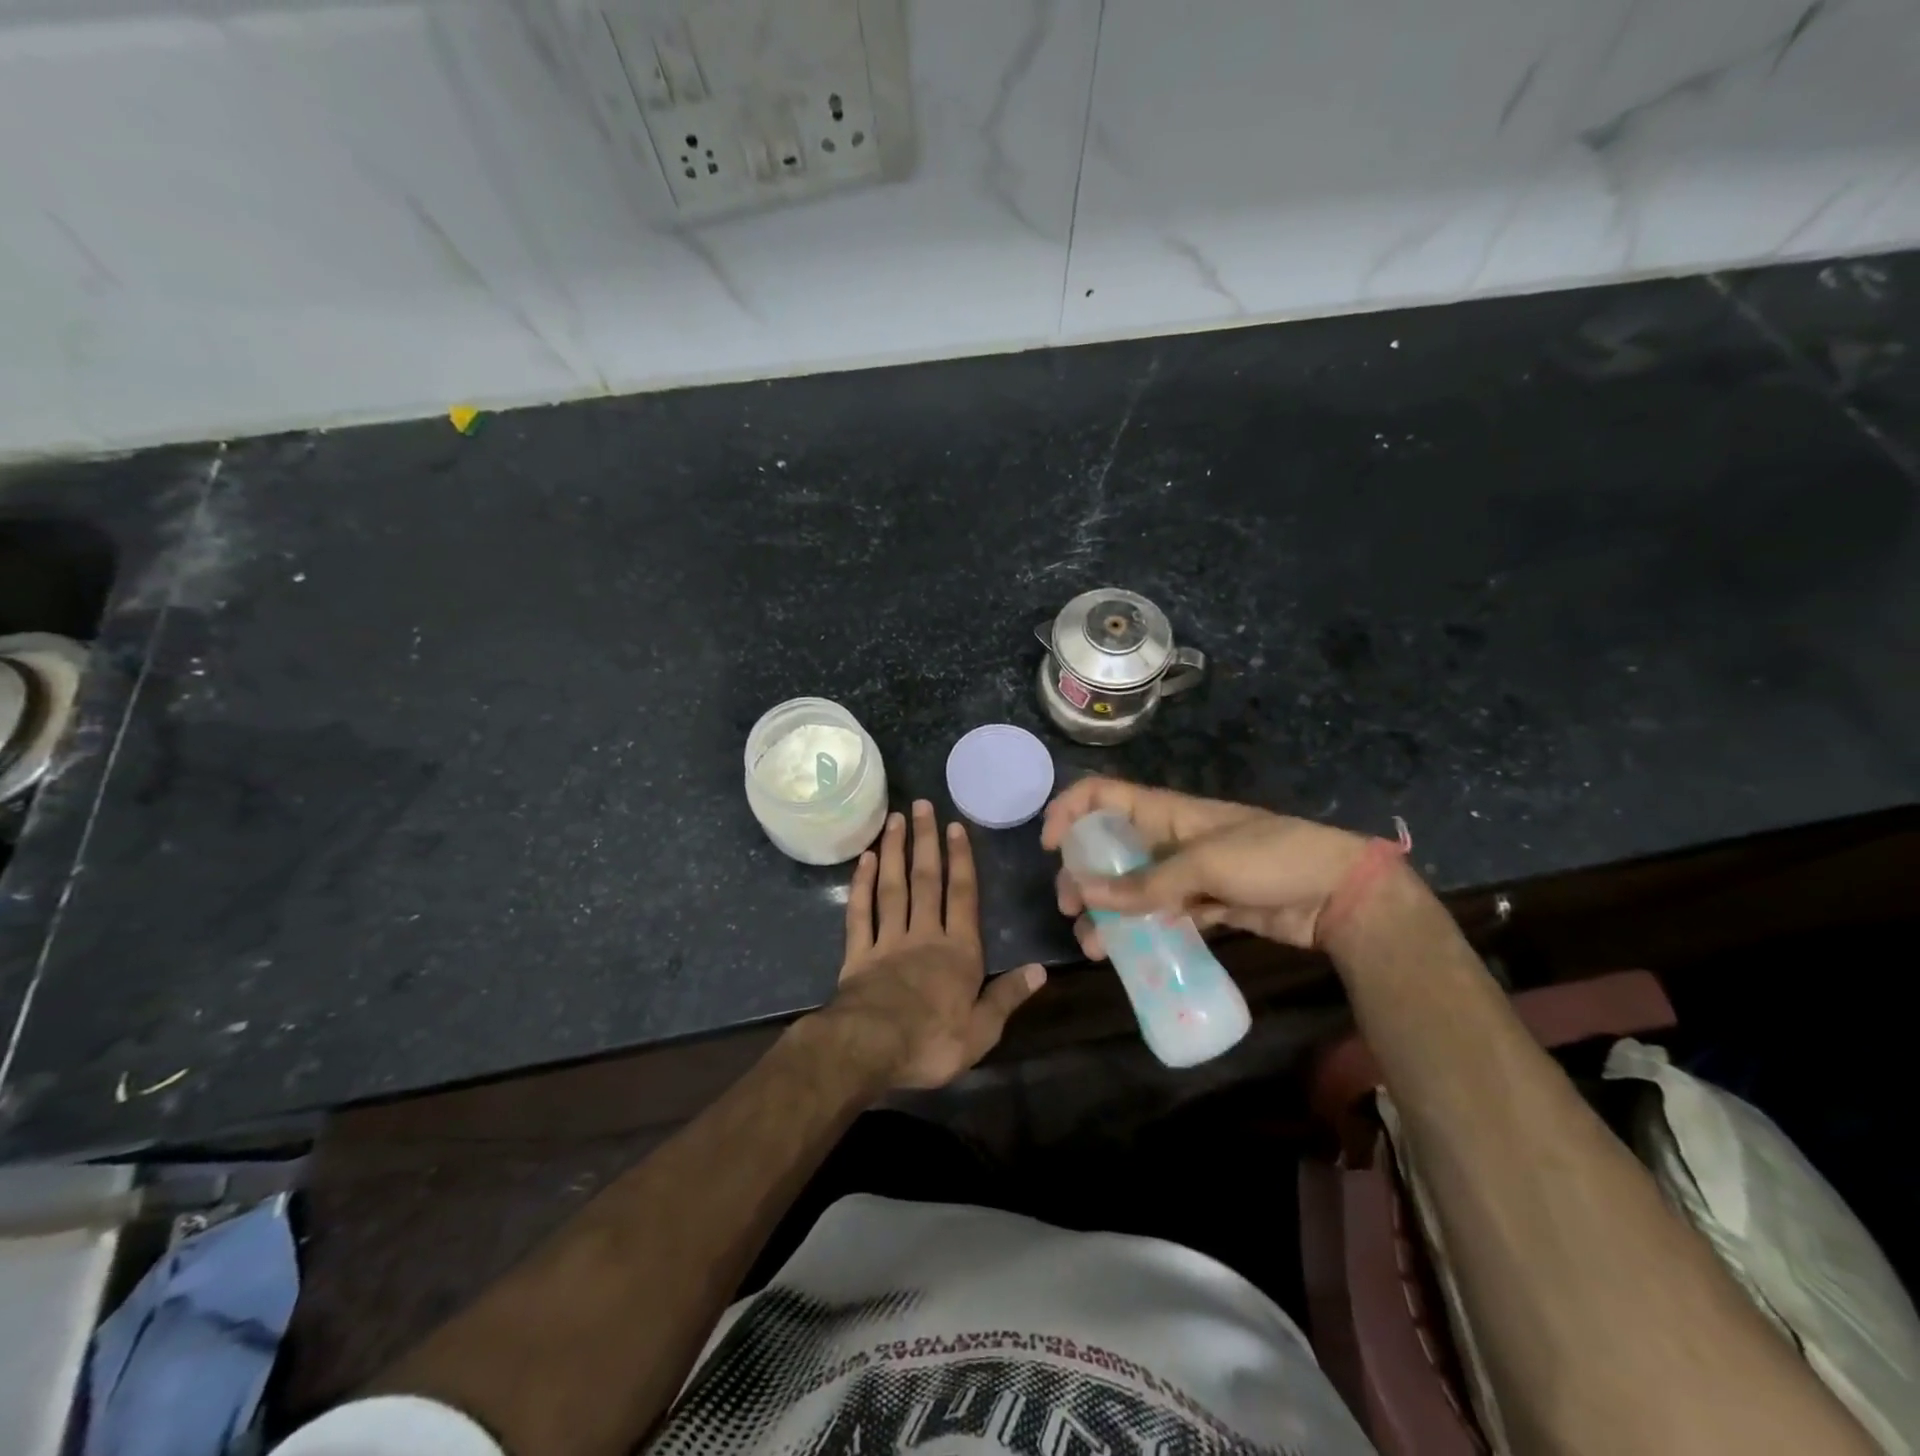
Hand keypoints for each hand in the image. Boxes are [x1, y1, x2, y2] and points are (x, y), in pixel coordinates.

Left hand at [818, 800, 1046, 1089]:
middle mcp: (924, 935)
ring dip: (894, 852)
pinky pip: (860, 913)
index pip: (962, 896)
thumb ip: (1008, 996)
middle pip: (926, 881)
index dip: (961, 860)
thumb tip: (1041, 970)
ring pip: (892, 888)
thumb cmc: (932, 1042)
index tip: (954, 826)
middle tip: (920, 806)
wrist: (870, 1049)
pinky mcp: (858, 954)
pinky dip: (860, 886)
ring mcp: (887, 941)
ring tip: (894, 820)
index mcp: (958, 952)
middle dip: (925, 842)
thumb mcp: (982, 1030)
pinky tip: (864, 861)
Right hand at [1040, 777, 1374, 953]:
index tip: (1051, 845)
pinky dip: (1141, 931)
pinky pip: (1161, 915)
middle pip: (1111, 847)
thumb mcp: (1205, 865)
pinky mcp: (1207, 906)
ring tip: (1091, 944)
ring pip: (1133, 887)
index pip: (1104, 795)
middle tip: (1070, 905)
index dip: (1071, 810)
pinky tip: (1125, 953)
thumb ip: (1144, 883)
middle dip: (1083, 872)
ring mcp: (1188, 874)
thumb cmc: (1271, 858)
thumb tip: (1084, 890)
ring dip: (1107, 910)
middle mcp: (1170, 838)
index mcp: (1167, 812)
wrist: (1341, 895)